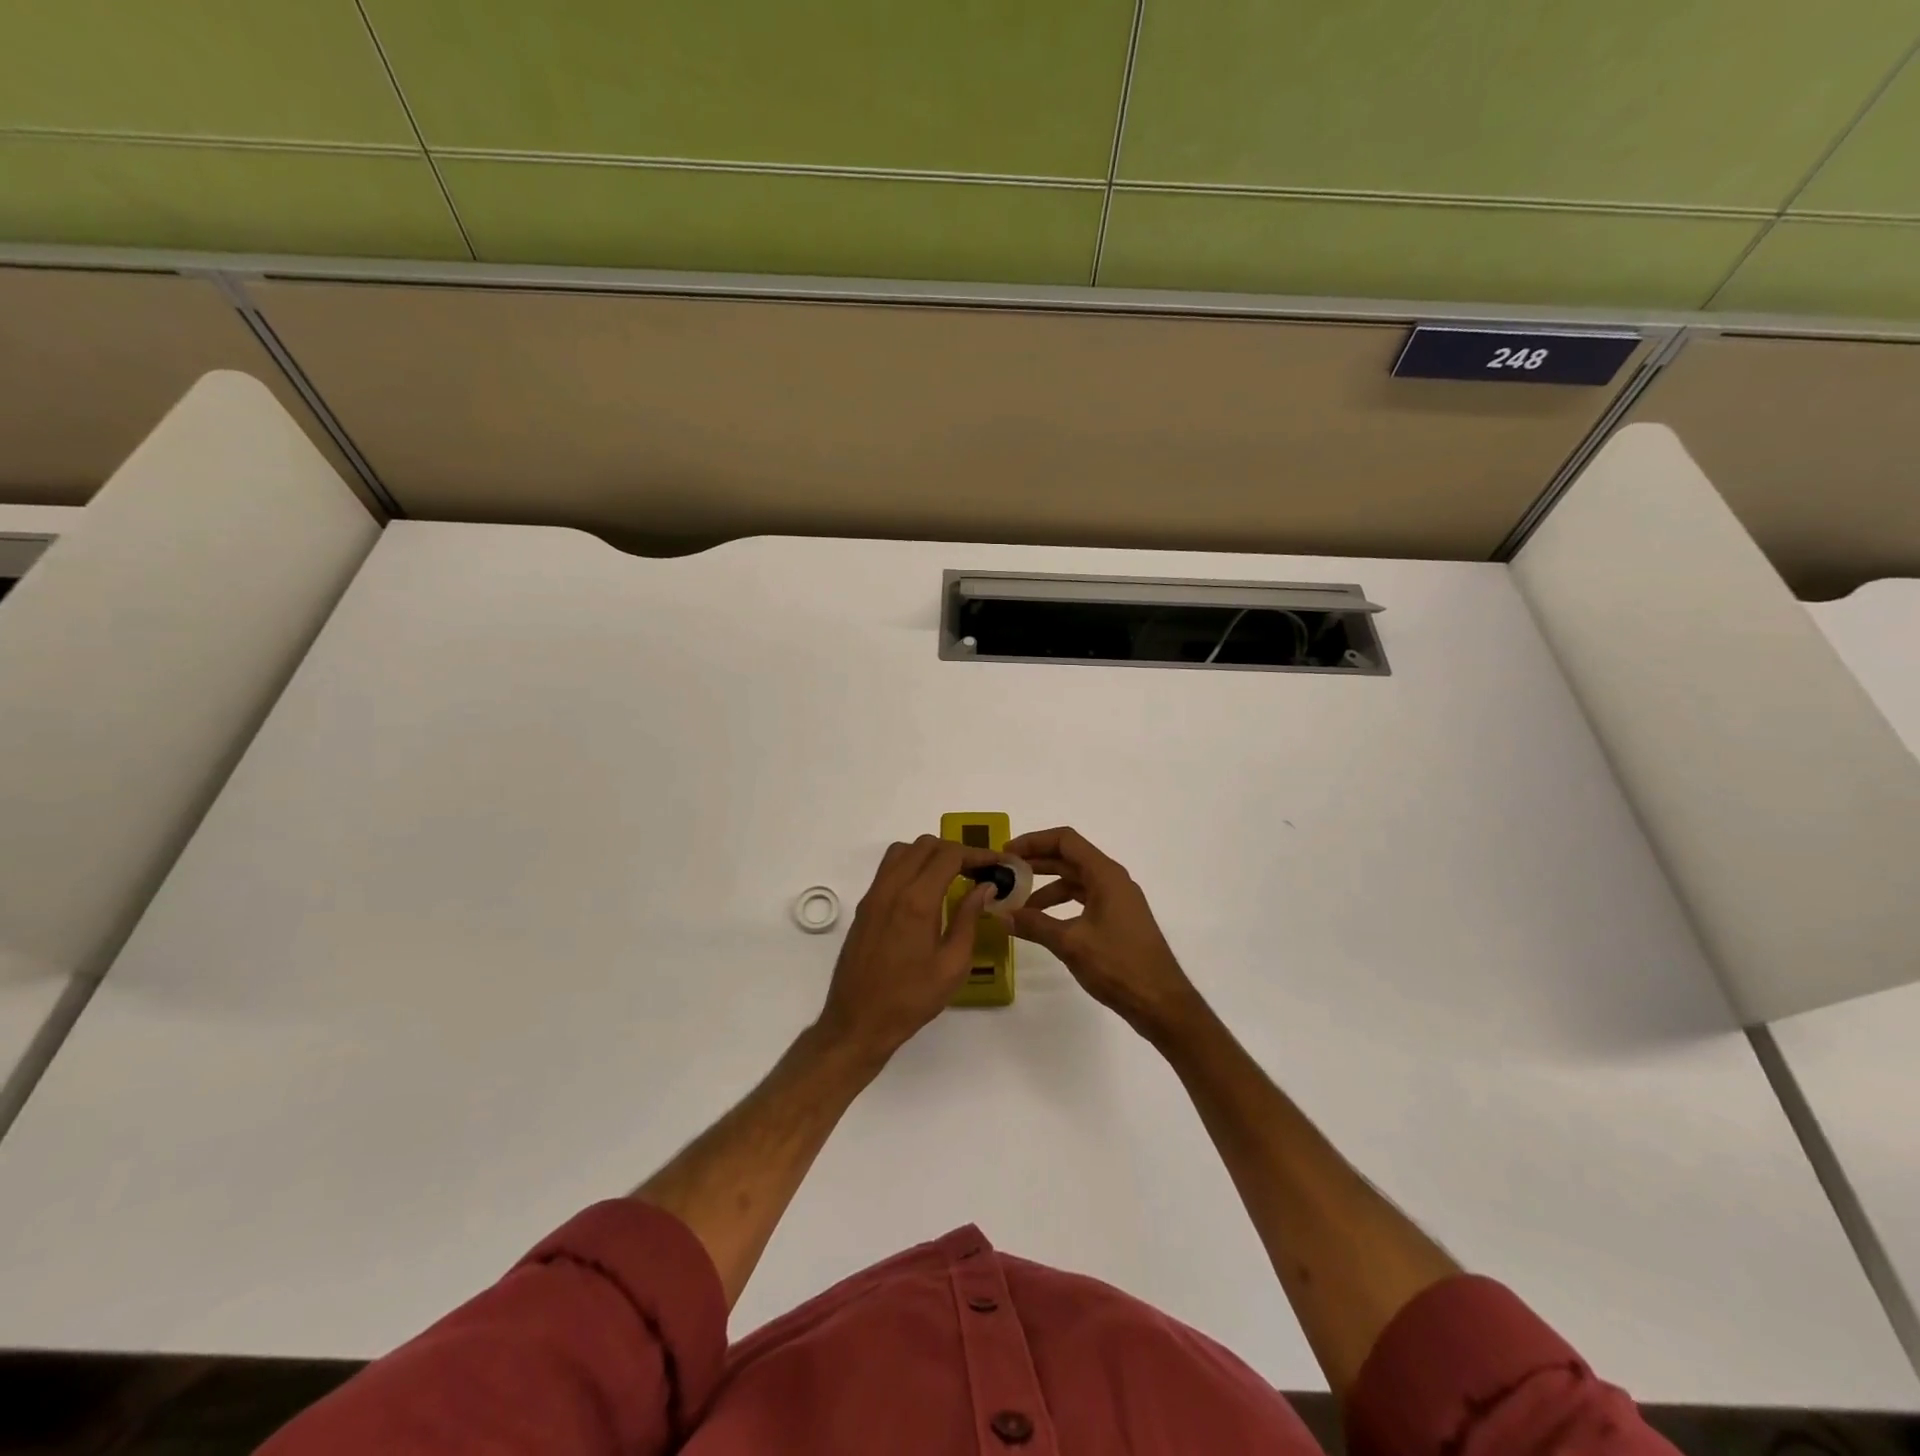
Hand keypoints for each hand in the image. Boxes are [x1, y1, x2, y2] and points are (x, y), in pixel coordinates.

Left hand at [816, 835, 996, 1063]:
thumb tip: (985, 887)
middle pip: (925, 845)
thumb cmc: (911, 998)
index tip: (996, 863)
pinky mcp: (864, 906)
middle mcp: (892, 888)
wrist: (858, 1021)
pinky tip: (926, 892)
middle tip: (977, 872)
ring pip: (903, 851)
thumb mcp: (953, 965)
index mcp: (917, 900)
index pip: (949, 855)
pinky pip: (888, 869)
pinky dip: (910, 866)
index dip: (976, 854)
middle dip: (955, 851)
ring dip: (929, 854)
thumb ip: (969, 919)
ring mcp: (873, 895)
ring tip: (951, 877)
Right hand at [1004, 827, 1201, 1041]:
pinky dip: (1061, 905)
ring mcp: (1117, 900)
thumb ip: (1034, 925)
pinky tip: (1043, 923)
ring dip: (1046, 888)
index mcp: (1106, 875)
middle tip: (1006, 874)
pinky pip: (1084, 900)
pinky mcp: (1118, 920)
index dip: (1034, 841)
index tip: (1007, 853)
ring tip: (1019, 905)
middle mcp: (1113, 880)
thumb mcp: (1070, 943)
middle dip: (1036, 863)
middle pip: (1069, 858)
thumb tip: (1001, 914)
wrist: (1161, 1003)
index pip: (1065, 840)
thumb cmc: (1118, 965)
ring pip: (1076, 881)